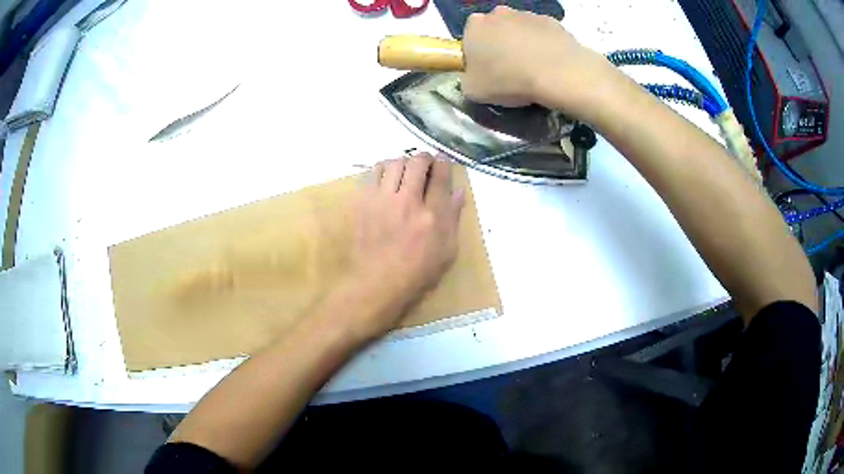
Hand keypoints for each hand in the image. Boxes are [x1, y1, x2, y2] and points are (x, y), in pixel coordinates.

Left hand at [342, 153, 463, 337]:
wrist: (377, 283)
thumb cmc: (417, 273)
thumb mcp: (447, 252)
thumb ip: (453, 219)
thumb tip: (459, 192)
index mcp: (432, 216)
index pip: (440, 176)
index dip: (444, 163)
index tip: (443, 161)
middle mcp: (407, 201)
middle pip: (416, 163)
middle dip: (424, 158)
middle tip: (426, 164)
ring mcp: (382, 200)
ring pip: (393, 163)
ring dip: (403, 162)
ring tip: (406, 171)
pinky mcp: (364, 203)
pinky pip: (373, 173)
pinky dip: (383, 169)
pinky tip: (387, 179)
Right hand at [462, 6, 616, 116]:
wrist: (558, 74)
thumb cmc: (509, 80)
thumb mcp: (473, 91)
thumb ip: (466, 79)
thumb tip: (472, 76)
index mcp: (474, 26)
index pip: (470, 37)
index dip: (477, 55)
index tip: (487, 71)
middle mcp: (498, 13)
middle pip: (496, 29)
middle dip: (500, 45)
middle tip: (510, 70)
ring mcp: (527, 15)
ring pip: (520, 30)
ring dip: (523, 44)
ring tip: (534, 69)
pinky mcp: (552, 21)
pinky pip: (543, 34)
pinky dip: (545, 46)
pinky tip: (550, 64)